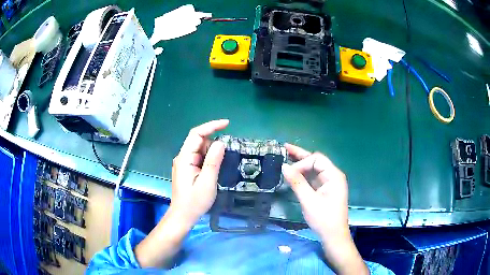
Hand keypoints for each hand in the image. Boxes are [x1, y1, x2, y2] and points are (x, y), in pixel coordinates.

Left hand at [170, 119, 227, 225]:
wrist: (183, 215)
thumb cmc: (194, 202)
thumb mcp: (207, 182)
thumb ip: (213, 161)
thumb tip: (220, 142)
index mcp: (185, 158)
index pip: (196, 134)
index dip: (211, 126)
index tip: (227, 124)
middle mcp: (182, 157)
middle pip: (198, 141)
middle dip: (213, 145)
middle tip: (223, 160)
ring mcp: (184, 163)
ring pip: (200, 149)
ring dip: (211, 154)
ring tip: (216, 171)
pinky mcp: (187, 168)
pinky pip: (199, 157)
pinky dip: (208, 160)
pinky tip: (212, 171)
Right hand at [282, 144, 367, 274]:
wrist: (333, 235)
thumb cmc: (324, 218)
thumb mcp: (309, 201)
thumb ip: (297, 182)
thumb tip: (284, 166)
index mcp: (334, 175)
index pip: (316, 160)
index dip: (302, 163)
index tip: (289, 173)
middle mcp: (333, 176)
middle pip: (316, 161)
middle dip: (300, 155)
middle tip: (285, 147)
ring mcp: (329, 183)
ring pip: (314, 169)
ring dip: (301, 164)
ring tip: (286, 156)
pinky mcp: (324, 190)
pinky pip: (313, 178)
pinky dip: (303, 175)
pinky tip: (293, 172)